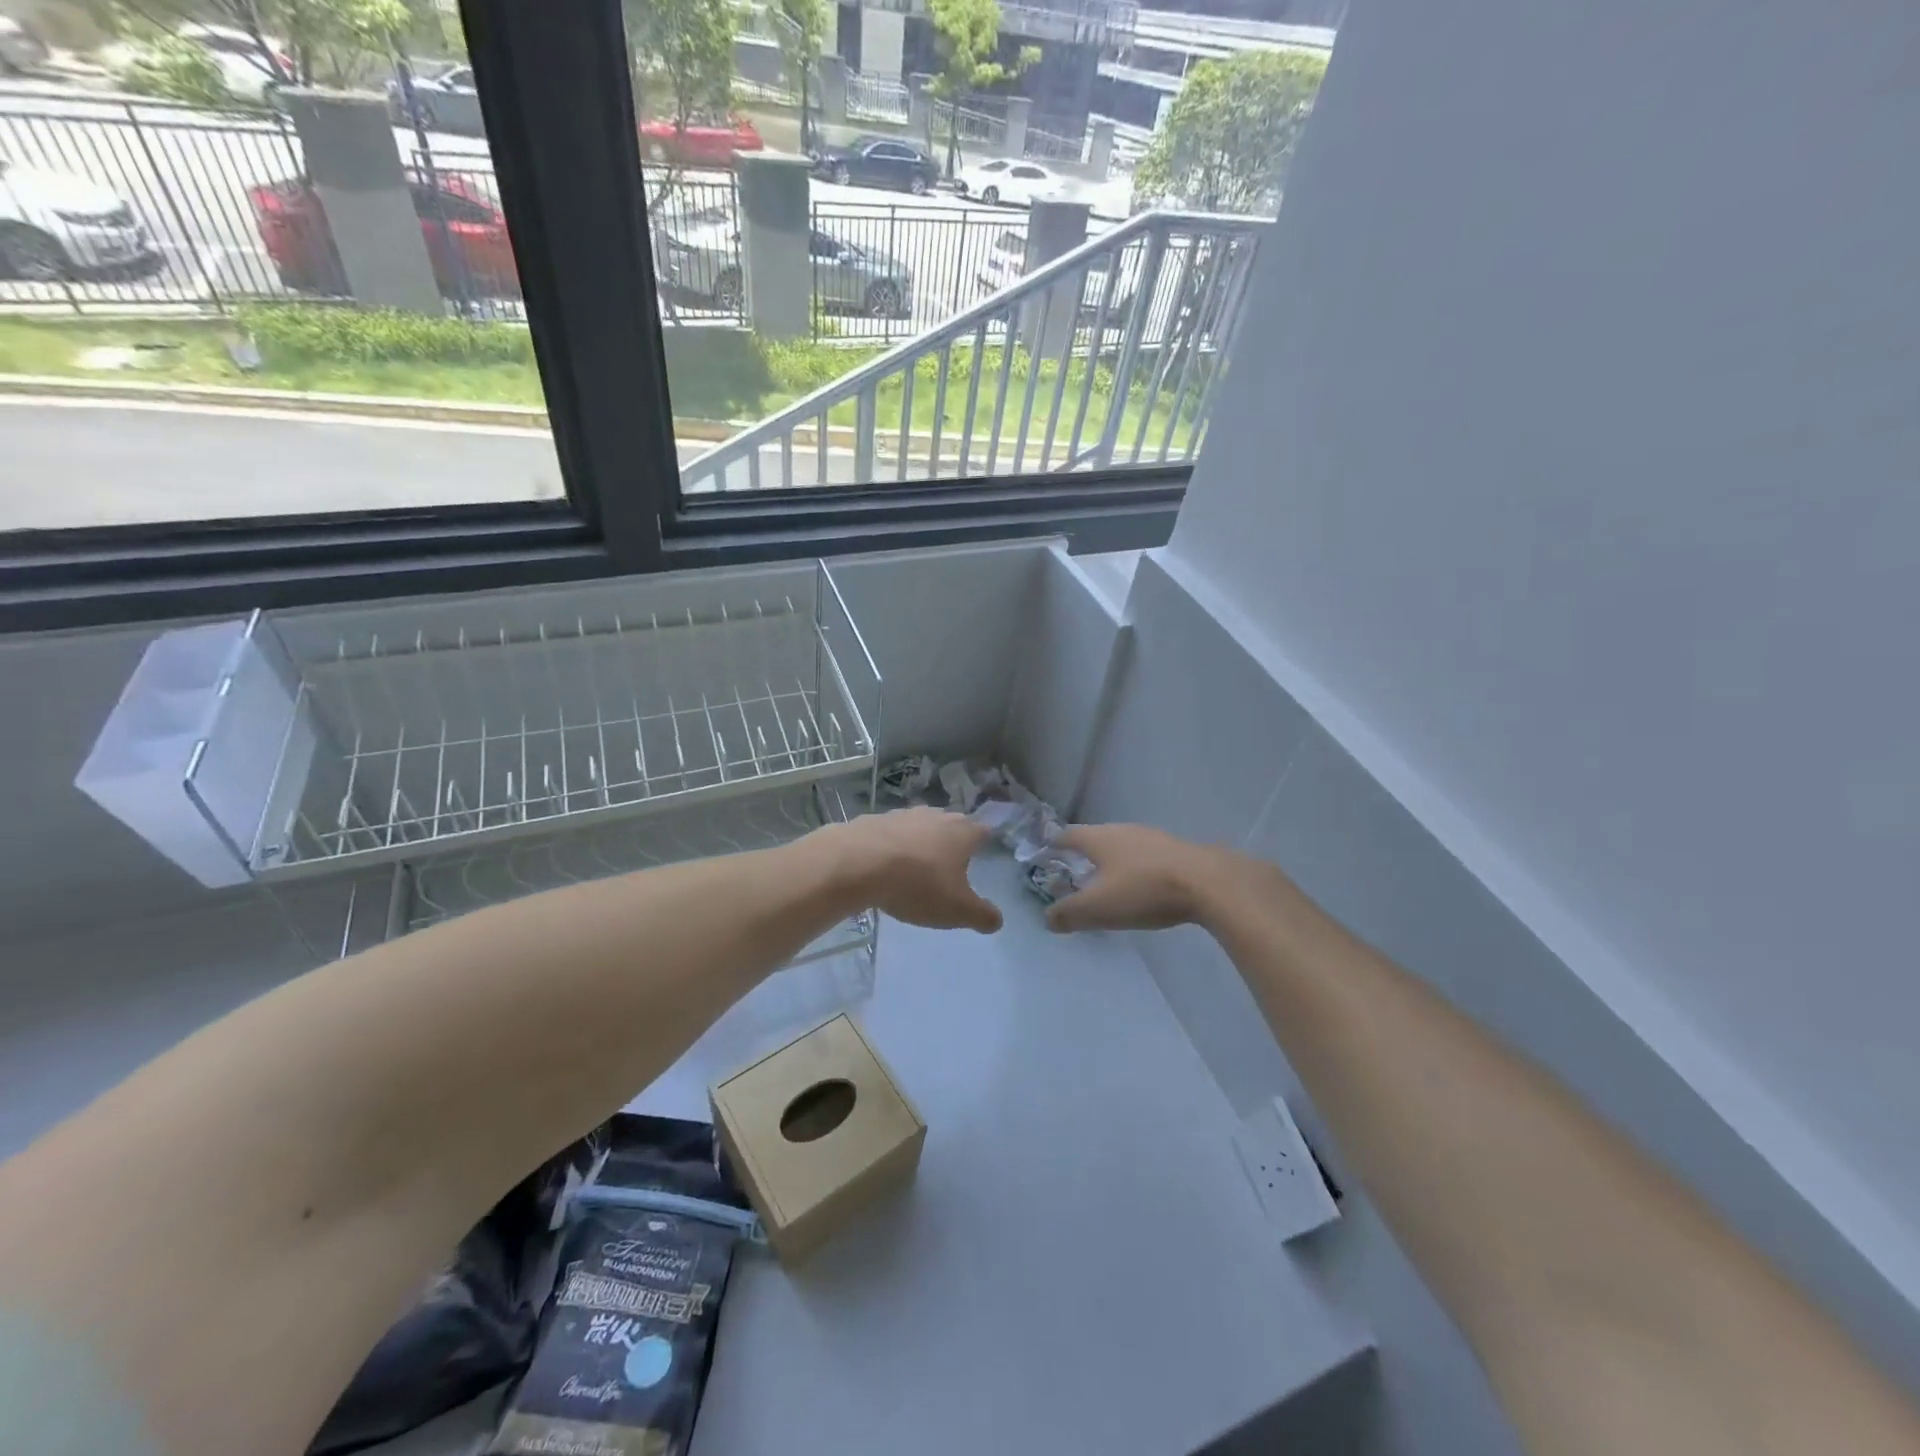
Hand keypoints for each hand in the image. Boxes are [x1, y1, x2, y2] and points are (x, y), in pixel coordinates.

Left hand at [823, 807, 1003, 933]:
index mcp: (962, 833)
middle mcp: (937, 816)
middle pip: (952, 825)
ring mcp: (904, 814)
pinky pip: (892, 833)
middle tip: (950, 863)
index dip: (984, 842)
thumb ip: (982, 916)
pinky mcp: (875, 819)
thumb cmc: (917, 885)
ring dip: (921, 842)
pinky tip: (884, 864)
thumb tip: (997, 920)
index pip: (983, 831)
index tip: (982, 853)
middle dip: (952, 841)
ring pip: (921, 826)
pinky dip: (893, 846)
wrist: (858, 863)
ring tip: (916, 865)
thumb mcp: (956, 910)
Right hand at [1045, 823, 1226, 932]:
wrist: (1209, 883)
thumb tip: (1047, 918)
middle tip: (1075, 868)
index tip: (1047, 851)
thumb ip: (1068, 913)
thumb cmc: (1144, 891)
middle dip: (1084, 852)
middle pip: (1096, 837)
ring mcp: (1152, 837)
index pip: (1068, 835)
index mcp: (1099, 838)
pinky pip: (1146, 856)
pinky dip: (1137, 867)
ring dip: (1112, 860)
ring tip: (1108, 878)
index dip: (1055, 843)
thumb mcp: (1099, 908)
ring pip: (1123, 845)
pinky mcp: (1176, 850)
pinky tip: (1143, 884)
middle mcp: (1123, 830)